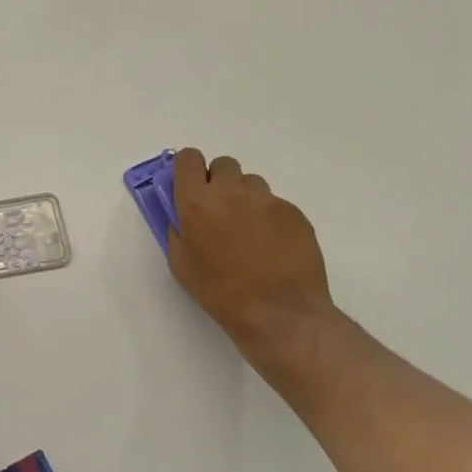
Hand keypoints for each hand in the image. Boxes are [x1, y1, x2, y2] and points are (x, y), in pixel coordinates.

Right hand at [167, 149, 335, 354]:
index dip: (189, 169)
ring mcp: (266, 200)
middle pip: (223, 165)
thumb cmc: (221, 292)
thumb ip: (178, 230)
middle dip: (219, 182)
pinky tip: (273, 246)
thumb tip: (183, 215)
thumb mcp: (182, 264)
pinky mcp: (293, 212)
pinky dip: (270, 217)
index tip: (191, 187)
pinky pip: (275, 204)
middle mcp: (231, 191)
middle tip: (221, 212)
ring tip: (250, 231)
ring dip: (245, 198)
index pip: (189, 158)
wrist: (280, 313)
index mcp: (197, 201)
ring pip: (251, 183)